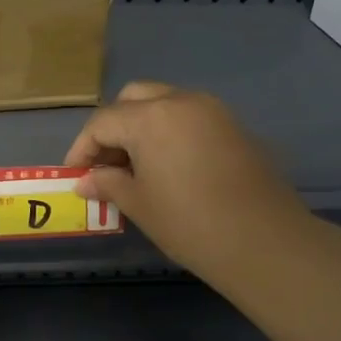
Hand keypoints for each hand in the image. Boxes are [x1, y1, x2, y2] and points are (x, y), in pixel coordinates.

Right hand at [64, 82, 308, 281]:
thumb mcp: (140, 205)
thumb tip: (85, 182)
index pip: (103, 122)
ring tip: (134, 167)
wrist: (266, 242)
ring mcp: (212, 110)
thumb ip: (108, 185)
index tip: (75, 175)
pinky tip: (167, 166)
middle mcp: (181, 101)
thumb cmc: (191, 224)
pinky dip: (169, 131)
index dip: (82, 148)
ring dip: (141, 126)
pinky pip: (189, 116)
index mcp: (151, 117)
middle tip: (105, 163)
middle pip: (133, 99)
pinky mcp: (233, 125)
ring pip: (163, 102)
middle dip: (112, 127)